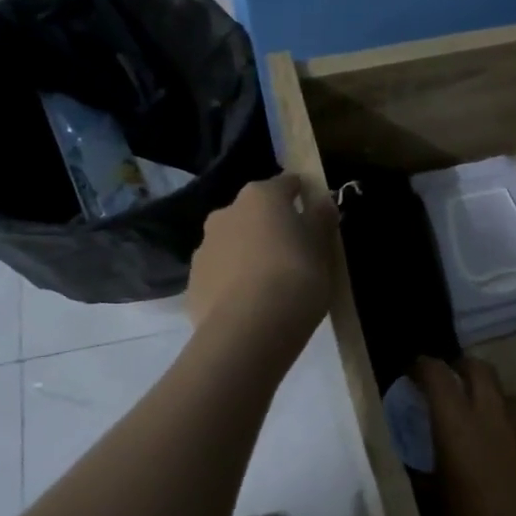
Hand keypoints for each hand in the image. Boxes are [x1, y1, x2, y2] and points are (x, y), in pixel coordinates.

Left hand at [188, 173, 338, 341]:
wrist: (249, 331)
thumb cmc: (296, 278)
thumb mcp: (322, 248)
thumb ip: (321, 219)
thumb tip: (321, 200)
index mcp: (261, 197)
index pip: (287, 184)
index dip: (302, 194)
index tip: (314, 212)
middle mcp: (226, 213)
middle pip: (254, 213)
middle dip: (271, 226)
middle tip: (293, 252)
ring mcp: (204, 248)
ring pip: (233, 243)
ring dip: (248, 253)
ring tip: (269, 283)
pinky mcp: (193, 283)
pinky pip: (220, 275)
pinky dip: (233, 282)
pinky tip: (250, 304)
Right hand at [414, 356, 515, 515]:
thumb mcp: (436, 501)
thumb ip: (426, 473)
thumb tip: (418, 463)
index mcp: (457, 424)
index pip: (438, 375)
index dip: (425, 366)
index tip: (415, 370)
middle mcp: (492, 416)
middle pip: (480, 369)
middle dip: (463, 367)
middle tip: (452, 379)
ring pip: (508, 397)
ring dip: (492, 398)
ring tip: (482, 417)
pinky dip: (513, 435)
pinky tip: (509, 458)